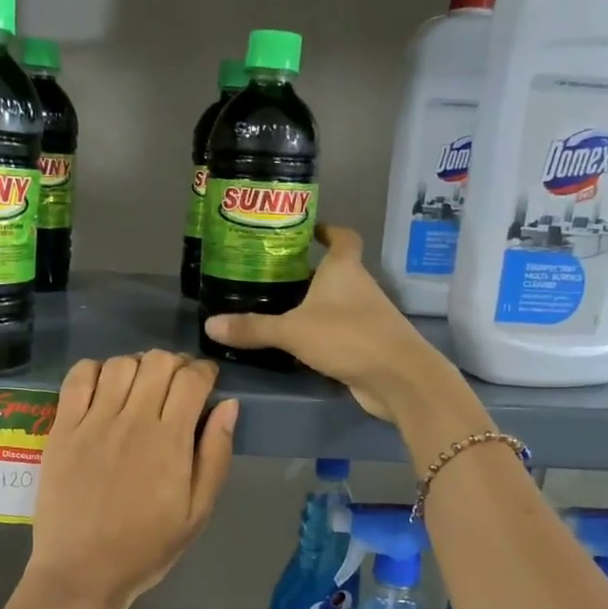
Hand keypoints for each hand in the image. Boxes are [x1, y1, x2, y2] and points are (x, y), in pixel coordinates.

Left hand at [26, 351, 237, 608]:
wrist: (81, 571)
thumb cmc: (146, 547)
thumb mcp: (197, 512)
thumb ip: (216, 454)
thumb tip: (228, 405)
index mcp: (170, 441)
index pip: (192, 379)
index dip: (205, 371)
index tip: (207, 381)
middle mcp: (132, 420)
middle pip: (157, 361)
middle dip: (175, 364)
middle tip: (176, 385)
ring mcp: (92, 422)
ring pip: (120, 363)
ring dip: (138, 366)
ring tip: (140, 387)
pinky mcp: (62, 428)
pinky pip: (78, 377)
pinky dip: (95, 370)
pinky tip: (104, 387)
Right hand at [203, 224, 468, 423]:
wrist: (398, 378)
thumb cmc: (347, 336)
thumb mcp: (292, 330)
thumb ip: (253, 328)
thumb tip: (209, 324)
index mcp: (344, 269)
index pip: (342, 237)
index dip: (328, 230)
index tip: (307, 230)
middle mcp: (358, 287)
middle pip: (334, 271)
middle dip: (306, 272)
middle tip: (270, 274)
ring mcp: (366, 316)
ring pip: (335, 302)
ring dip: (312, 304)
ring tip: (275, 307)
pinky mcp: (366, 344)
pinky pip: (337, 331)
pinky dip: (319, 333)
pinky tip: (295, 343)